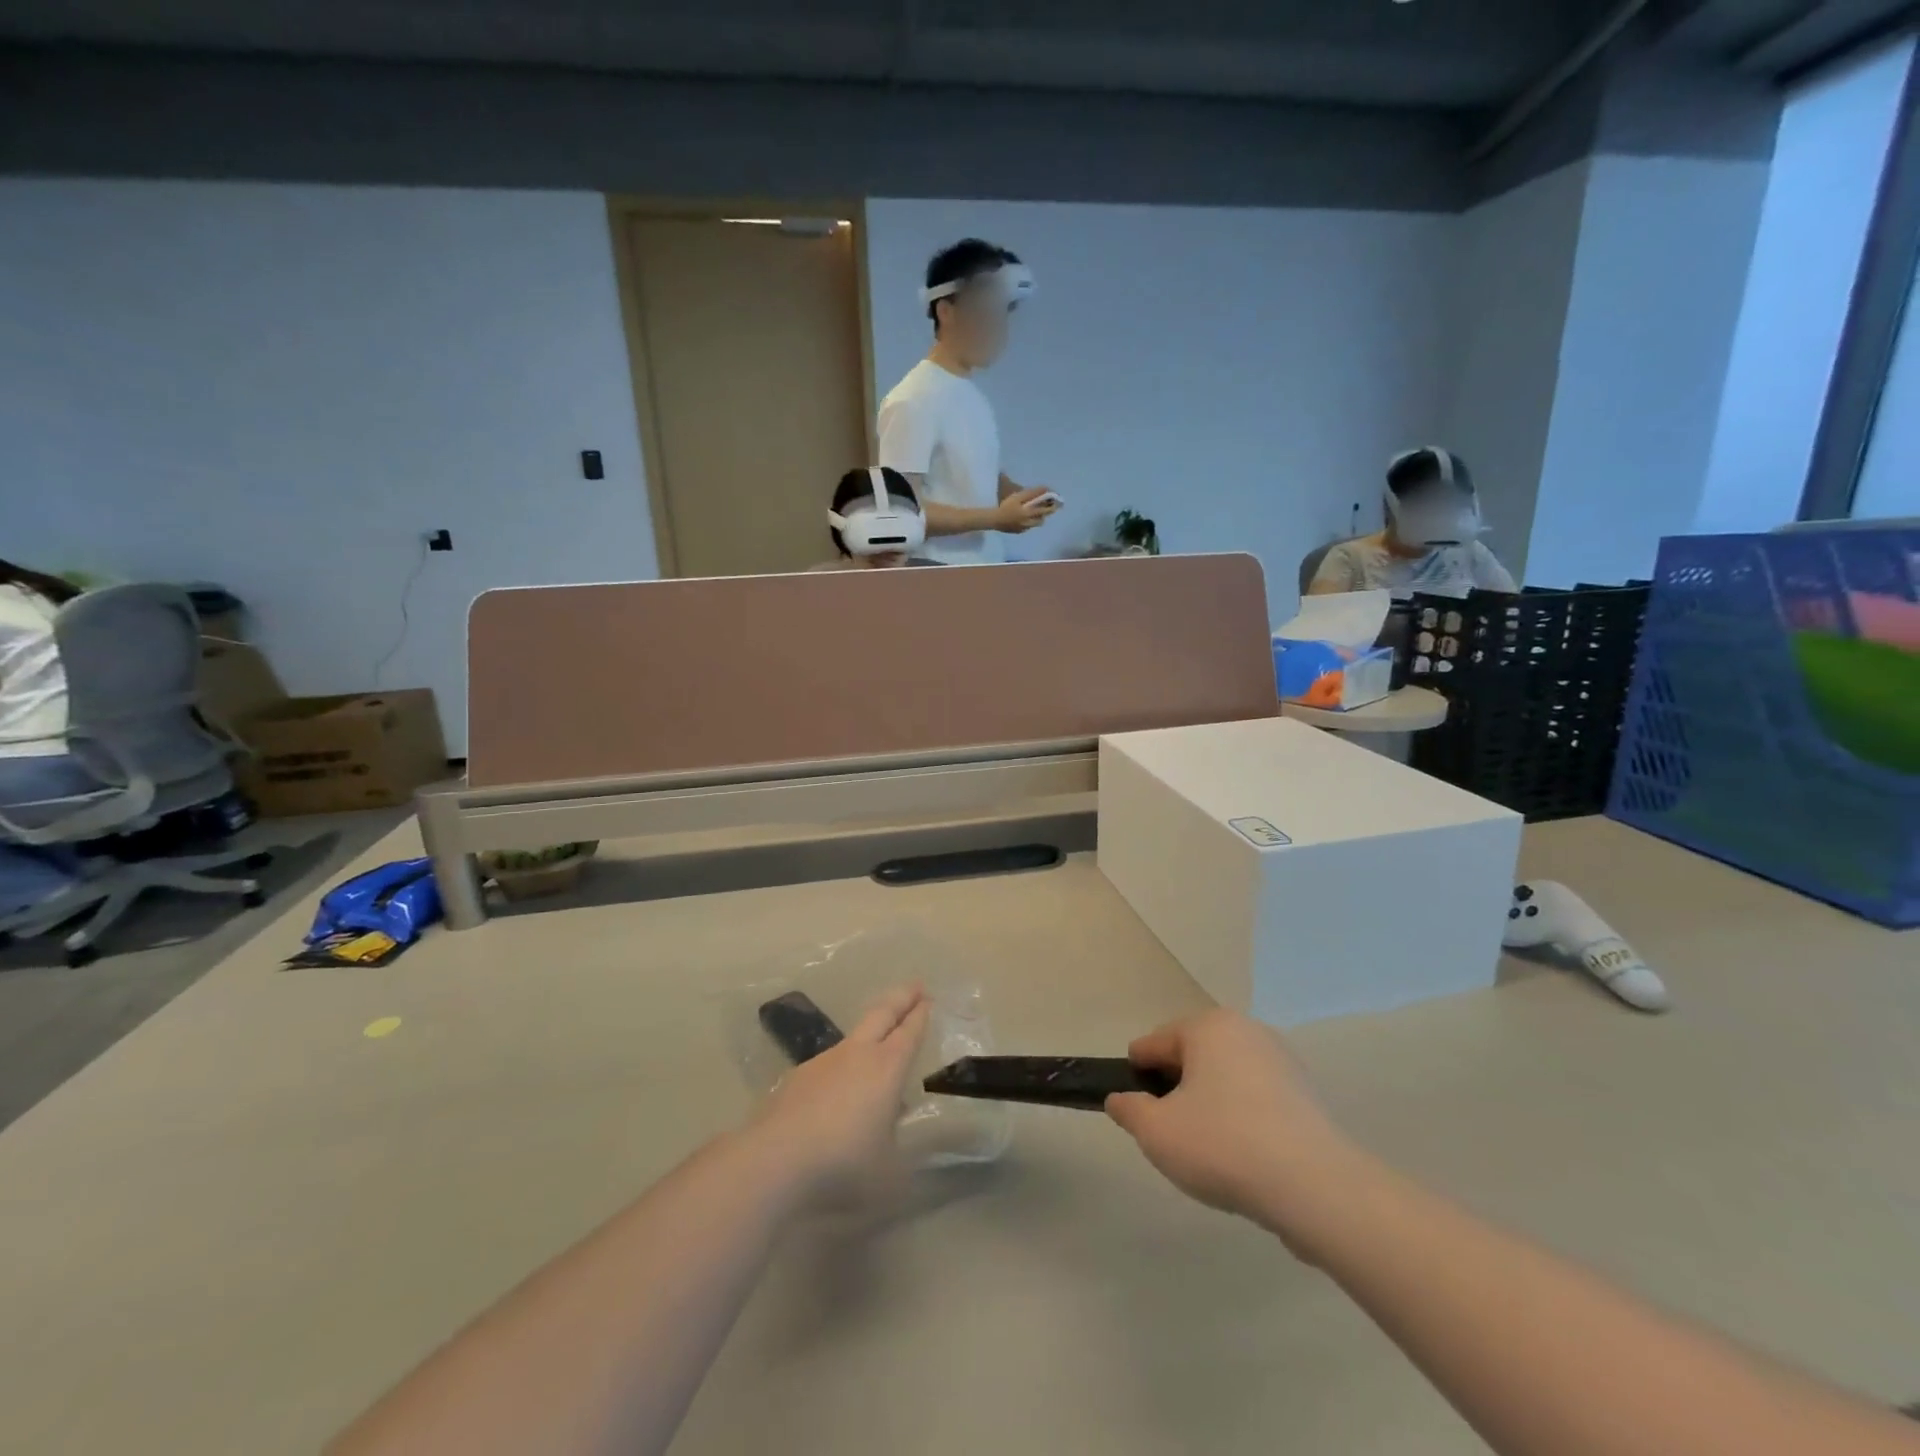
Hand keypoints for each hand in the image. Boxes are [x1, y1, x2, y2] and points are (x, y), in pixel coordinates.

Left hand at [749, 985, 929, 1206]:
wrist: (775, 1160)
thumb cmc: (844, 1163)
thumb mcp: (890, 1170)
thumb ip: (899, 1147)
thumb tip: (897, 1131)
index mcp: (887, 1067)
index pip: (909, 1032)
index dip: (920, 1015)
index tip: (928, 999)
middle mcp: (857, 1054)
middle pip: (882, 1014)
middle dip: (901, 998)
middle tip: (916, 986)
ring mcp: (824, 1062)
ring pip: (854, 1036)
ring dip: (871, 1029)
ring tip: (880, 1040)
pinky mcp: (797, 1078)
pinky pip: (830, 1062)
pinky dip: (844, 1063)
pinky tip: (840, 1086)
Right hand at [993, 487, 1059, 533]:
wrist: (994, 520)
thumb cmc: (1006, 506)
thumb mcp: (1018, 497)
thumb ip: (1032, 493)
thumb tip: (1045, 489)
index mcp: (1031, 514)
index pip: (1046, 510)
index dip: (1052, 504)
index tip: (1056, 500)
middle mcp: (1030, 523)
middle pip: (1043, 518)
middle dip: (1047, 511)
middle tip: (1048, 506)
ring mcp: (1025, 528)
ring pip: (1036, 523)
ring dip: (1039, 517)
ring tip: (1035, 511)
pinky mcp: (1019, 532)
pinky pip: (1029, 526)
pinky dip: (1030, 521)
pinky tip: (1024, 517)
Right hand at [1106, 1010, 1353, 1244]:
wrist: (1316, 1188)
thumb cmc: (1224, 1146)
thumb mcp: (1157, 1133)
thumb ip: (1129, 1111)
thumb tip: (1121, 1099)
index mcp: (1208, 1026)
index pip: (1155, 1042)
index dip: (1137, 1074)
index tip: (1133, 1106)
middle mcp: (1246, 1031)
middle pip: (1193, 1056)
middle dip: (1177, 1088)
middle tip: (1169, 1131)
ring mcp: (1282, 1061)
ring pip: (1227, 1078)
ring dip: (1211, 1104)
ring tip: (1207, 1149)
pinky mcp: (1307, 1096)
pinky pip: (1258, 1100)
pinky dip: (1244, 1119)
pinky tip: (1243, 1157)